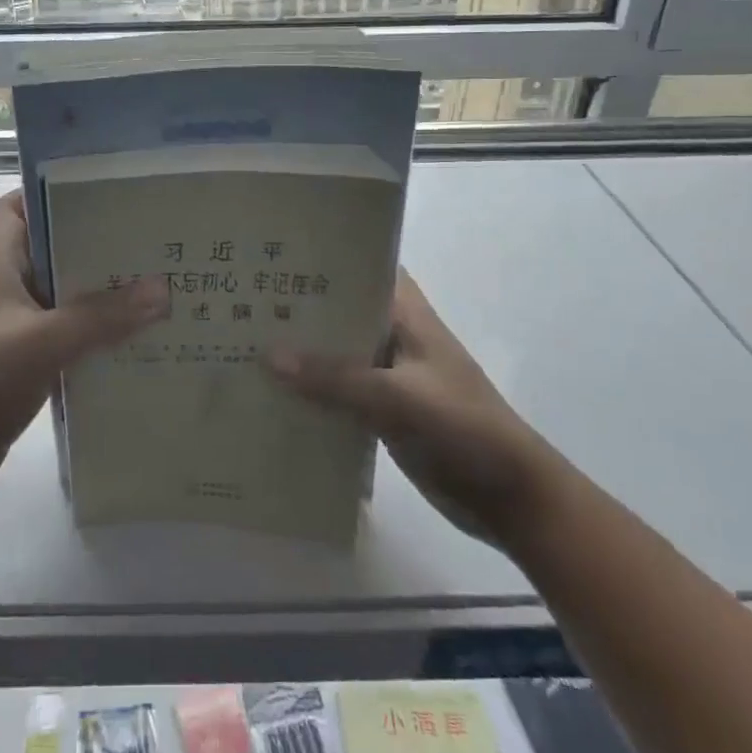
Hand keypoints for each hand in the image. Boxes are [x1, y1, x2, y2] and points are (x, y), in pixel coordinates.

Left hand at [0, 191, 168, 501]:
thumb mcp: (42, 343)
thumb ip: (101, 317)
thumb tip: (163, 289)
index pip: (15, 207)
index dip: (50, 193)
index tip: (100, 193)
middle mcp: (2, 286)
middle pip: (48, 247)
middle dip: (91, 242)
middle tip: (142, 238)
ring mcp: (11, 322)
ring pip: (60, 290)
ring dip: (96, 288)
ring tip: (149, 280)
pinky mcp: (22, 354)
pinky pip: (63, 327)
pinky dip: (91, 326)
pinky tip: (130, 332)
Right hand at [266, 270, 557, 544]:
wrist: (511, 499)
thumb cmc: (464, 430)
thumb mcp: (399, 399)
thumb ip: (336, 379)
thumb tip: (267, 356)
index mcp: (406, 314)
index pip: (362, 267)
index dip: (322, 257)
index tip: (272, 254)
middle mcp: (394, 335)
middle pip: (340, 310)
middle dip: (298, 307)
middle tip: (240, 298)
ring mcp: (388, 374)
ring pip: (336, 352)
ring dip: (300, 352)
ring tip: (241, 342)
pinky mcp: (383, 410)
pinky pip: (338, 391)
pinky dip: (311, 391)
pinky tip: (270, 395)